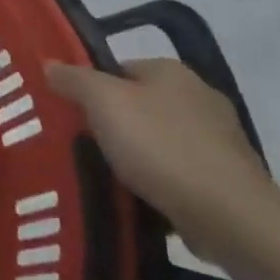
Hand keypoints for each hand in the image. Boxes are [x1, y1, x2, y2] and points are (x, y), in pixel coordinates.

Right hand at [44, 57, 276, 257]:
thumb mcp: (103, 103)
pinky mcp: (229, 178)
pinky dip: (161, 182)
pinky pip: (180, 172)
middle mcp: (199, 96)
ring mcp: (219, 139)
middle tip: (84, 146)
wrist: (230, 216)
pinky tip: (142, 198)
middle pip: (139, 104)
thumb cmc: (161, 147)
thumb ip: (74, 79)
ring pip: (160, 140)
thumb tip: (49, 63)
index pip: (118, 69)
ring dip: (138, 156)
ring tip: (109, 176)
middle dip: (114, 124)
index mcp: (171, 71)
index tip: (72, 115)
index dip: (91, 89)